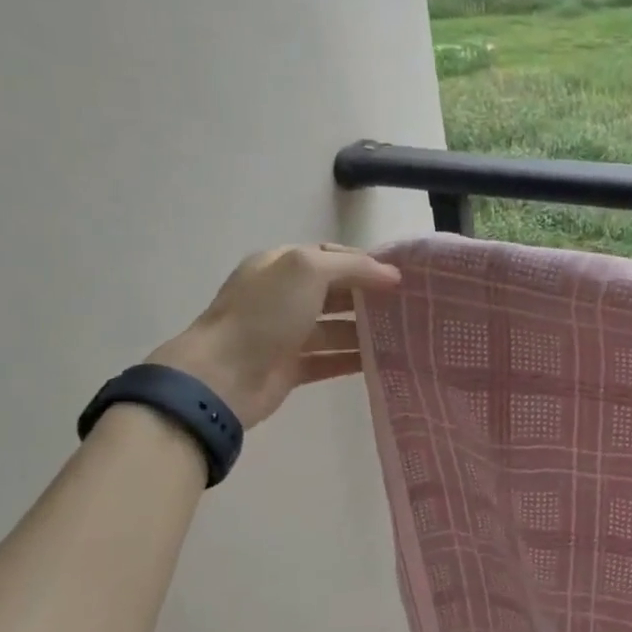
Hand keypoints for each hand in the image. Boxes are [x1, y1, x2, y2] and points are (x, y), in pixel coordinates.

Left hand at [148, 244, 398, 428]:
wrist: (223, 376)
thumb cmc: (264, 314)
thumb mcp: (308, 271)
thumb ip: (352, 267)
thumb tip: (392, 275)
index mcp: (280, 266)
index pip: (329, 255)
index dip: (363, 262)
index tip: (399, 276)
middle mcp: (282, 296)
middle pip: (334, 292)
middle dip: (368, 296)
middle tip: (408, 306)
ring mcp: (285, 334)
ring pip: (334, 328)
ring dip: (365, 330)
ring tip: (403, 335)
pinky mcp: (290, 368)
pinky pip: (330, 361)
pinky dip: (354, 360)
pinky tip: (383, 362)